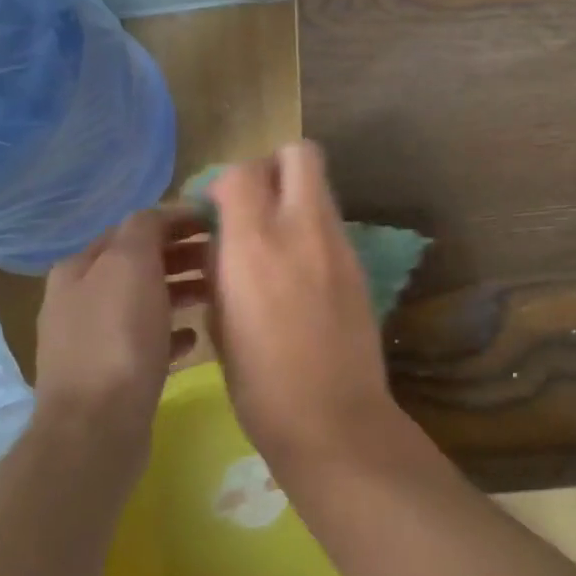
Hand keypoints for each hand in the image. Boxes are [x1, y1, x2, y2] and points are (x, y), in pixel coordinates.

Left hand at [34, 208, 206, 438]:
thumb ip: (145, 229)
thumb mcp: (131, 265)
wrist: (96, 429)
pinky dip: (171, 332)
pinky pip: (146, 342)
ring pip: (144, 302)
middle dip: (180, 256)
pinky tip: (195, 337)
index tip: (217, 222)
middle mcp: (79, 299)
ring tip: (216, 294)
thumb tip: (161, 215)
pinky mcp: (110, 375)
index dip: (175, 221)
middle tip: (222, 257)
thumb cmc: (117, 337)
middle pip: (138, 264)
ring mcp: (92, 340)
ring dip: (179, 292)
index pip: (133, 228)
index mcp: (79, 267)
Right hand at [207, 142, 399, 465]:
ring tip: (276, 237)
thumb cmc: (259, 385)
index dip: (225, 183)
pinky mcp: (359, 264)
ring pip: (321, 186)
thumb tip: (224, 239)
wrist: (333, 421)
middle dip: (274, 166)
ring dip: (295, 196)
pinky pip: (332, 223)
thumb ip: (221, 266)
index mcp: (255, 244)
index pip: (242, 172)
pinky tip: (299, 268)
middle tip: (256, 202)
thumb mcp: (221, 321)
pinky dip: (312, 228)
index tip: (216, 211)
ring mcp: (338, 244)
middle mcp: (301, 229)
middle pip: (300, 154)